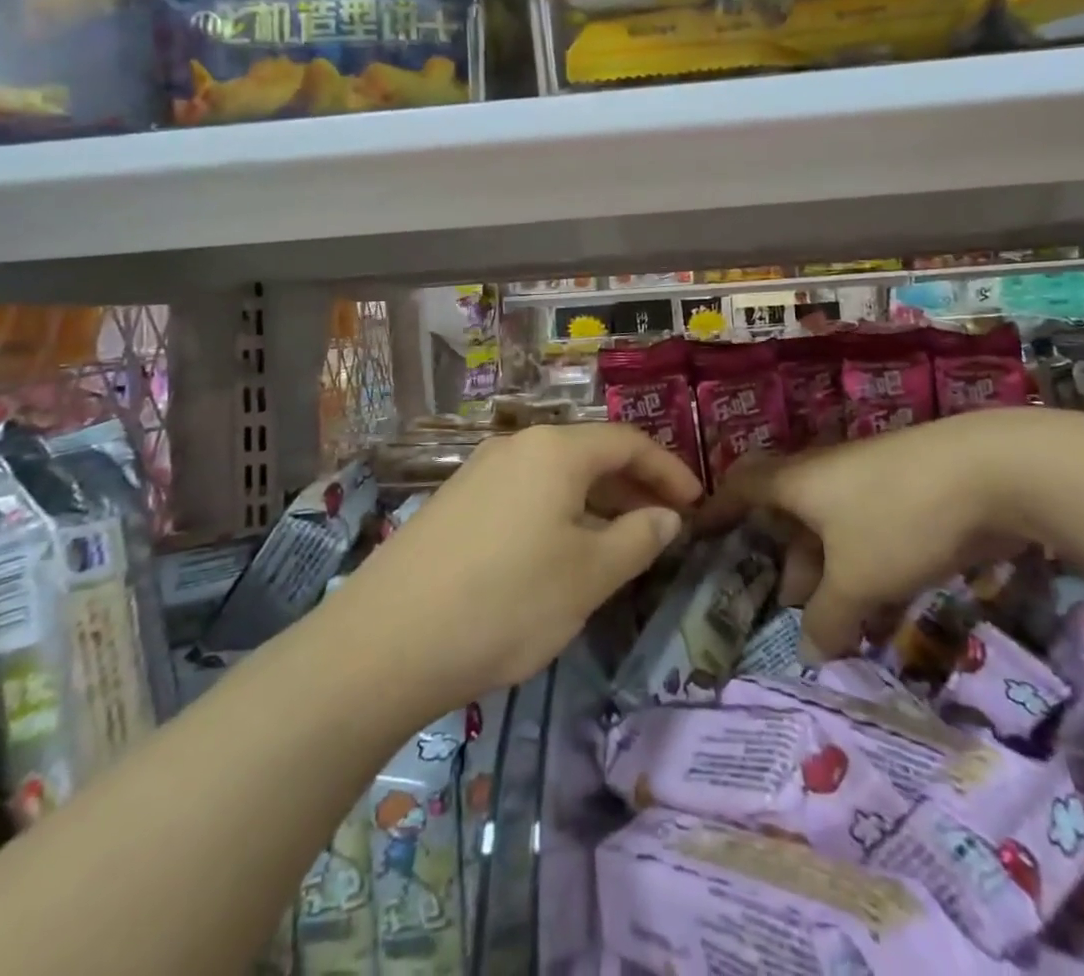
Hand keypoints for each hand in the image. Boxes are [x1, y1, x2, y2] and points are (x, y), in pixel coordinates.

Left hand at [342, 423, 701, 713]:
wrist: (386, 641)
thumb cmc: (506, 601)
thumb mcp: (588, 575)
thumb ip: (638, 538)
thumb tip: (666, 516)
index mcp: (555, 450)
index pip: (628, 442)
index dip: (669, 470)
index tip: (697, 504)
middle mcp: (516, 446)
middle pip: (590, 454)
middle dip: (634, 486)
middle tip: (665, 525)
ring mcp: (479, 472)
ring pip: (556, 476)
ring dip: (596, 502)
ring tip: (620, 543)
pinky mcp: (455, 502)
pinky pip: (525, 494)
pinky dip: (558, 513)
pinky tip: (560, 554)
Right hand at [709, 415, 1023, 658]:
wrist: (992, 472)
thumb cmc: (899, 518)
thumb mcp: (857, 578)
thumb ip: (828, 617)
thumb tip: (810, 651)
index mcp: (798, 482)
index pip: (741, 487)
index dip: (718, 509)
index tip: (700, 533)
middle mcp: (826, 475)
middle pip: (789, 513)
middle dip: (784, 558)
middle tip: (783, 603)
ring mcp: (870, 483)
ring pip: (835, 530)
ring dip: (830, 573)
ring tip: (835, 622)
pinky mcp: (910, 496)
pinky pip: (872, 535)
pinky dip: (867, 570)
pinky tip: (885, 612)